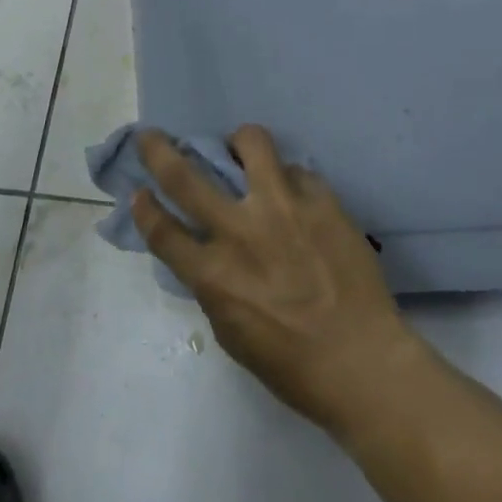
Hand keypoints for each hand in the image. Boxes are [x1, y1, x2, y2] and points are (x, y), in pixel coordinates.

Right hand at [131, 125, 417, 434]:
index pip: (162, 230)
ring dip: (239, 141)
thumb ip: (213, 283)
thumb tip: (207, 249)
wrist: (363, 361)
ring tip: (242, 148)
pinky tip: (297, 198)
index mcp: (213, 275)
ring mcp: (282, 208)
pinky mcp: (320, 198)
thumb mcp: (232, 332)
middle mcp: (240, 232)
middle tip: (152, 137)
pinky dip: (289, 180)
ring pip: (250, 143)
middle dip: (158, 150)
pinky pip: (296, 171)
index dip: (144, 208)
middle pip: (184, 176)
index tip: (139, 191)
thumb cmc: (292, 364)